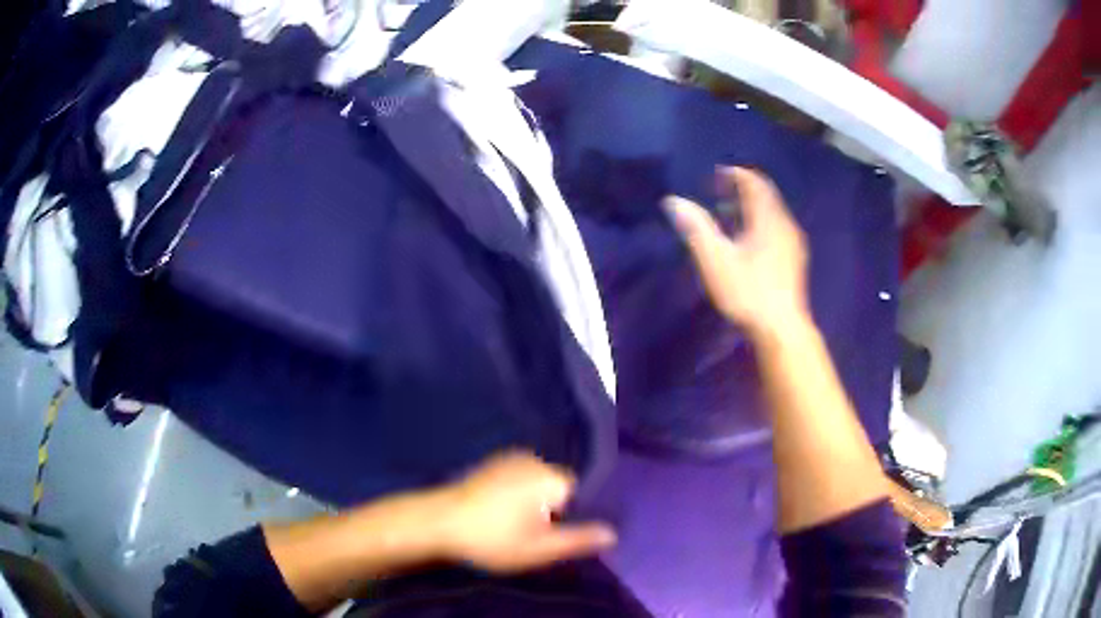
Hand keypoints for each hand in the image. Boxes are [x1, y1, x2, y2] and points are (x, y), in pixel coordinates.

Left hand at [435, 451, 616, 573]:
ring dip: (535, 503)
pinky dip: (519, 494)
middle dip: (555, 510)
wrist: (437, 522)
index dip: (575, 517)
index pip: (583, 495)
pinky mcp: (493, 463)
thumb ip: (578, 540)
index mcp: (552, 478)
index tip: (559, 535)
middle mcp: (536, 460)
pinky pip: (520, 478)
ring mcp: (511, 458)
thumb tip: (614, 532)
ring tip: (514, 526)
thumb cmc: (492, 538)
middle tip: (534, 536)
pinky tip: (502, 513)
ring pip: (540, 484)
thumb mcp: (539, 548)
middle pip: (561, 489)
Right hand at [664, 167, 809, 337]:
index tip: (714, 178)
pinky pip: (777, 228)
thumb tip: (673, 201)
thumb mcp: (716, 259)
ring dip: (750, 209)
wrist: (781, 329)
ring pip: (772, 213)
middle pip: (765, 195)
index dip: (734, 175)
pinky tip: (747, 244)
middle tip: (718, 196)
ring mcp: (793, 243)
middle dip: (742, 190)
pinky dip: (760, 224)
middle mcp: (785, 224)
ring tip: (728, 219)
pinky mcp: (795, 260)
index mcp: (768, 218)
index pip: (754, 182)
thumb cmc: (748, 292)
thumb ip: (696, 227)